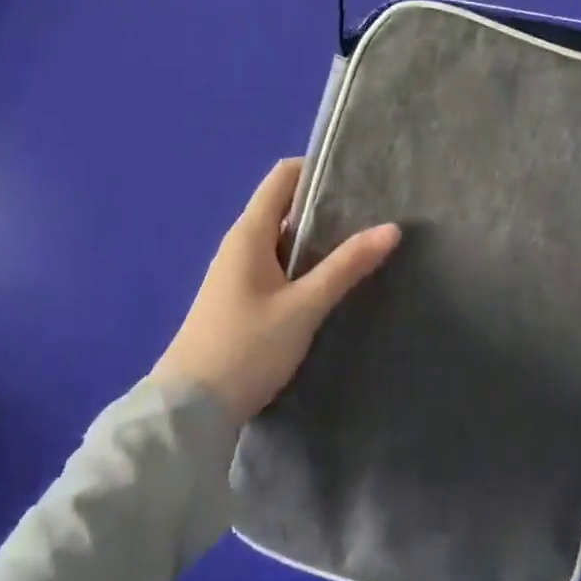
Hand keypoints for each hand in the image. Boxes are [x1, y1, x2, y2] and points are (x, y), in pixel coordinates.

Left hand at [155, 158, 400, 424]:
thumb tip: (391, 228)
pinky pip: (275, 263)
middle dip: (324, 204)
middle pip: (284, 204)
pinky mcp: (239, 297)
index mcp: (250, 232)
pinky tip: (328, 279)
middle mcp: (240, 242)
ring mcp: (236, 271)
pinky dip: (302, 261)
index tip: (357, 176)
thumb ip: (346, 266)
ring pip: (281, 237)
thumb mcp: (303, 307)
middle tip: (370, 211)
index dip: (317, 168)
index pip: (283, 176)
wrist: (188, 412)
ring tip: (359, 242)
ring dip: (315, 236)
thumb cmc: (246, 348)